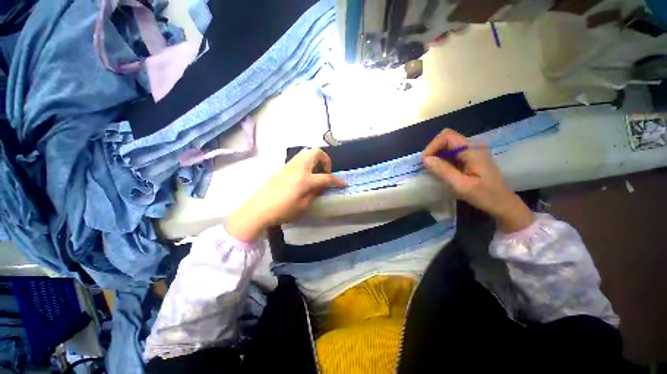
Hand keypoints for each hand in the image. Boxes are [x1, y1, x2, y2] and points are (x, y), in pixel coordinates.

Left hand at [226, 148, 346, 241]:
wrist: (258, 209)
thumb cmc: (282, 210)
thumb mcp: (304, 206)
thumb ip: (315, 193)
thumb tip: (323, 186)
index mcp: (305, 179)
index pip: (326, 177)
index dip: (337, 181)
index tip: (344, 184)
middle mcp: (299, 167)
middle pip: (316, 153)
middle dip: (326, 160)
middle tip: (325, 173)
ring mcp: (290, 165)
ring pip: (307, 152)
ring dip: (316, 159)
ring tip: (316, 173)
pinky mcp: (284, 167)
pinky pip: (300, 158)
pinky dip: (307, 161)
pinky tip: (305, 174)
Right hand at [422, 129, 533, 232]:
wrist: (503, 204)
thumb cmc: (485, 196)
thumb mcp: (461, 185)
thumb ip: (443, 170)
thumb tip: (425, 159)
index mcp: (472, 150)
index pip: (447, 136)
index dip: (432, 146)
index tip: (426, 162)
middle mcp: (472, 146)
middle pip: (446, 139)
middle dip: (433, 151)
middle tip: (427, 167)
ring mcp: (471, 151)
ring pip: (447, 146)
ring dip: (436, 156)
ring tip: (432, 171)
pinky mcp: (470, 158)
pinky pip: (451, 153)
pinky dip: (442, 160)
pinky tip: (440, 172)